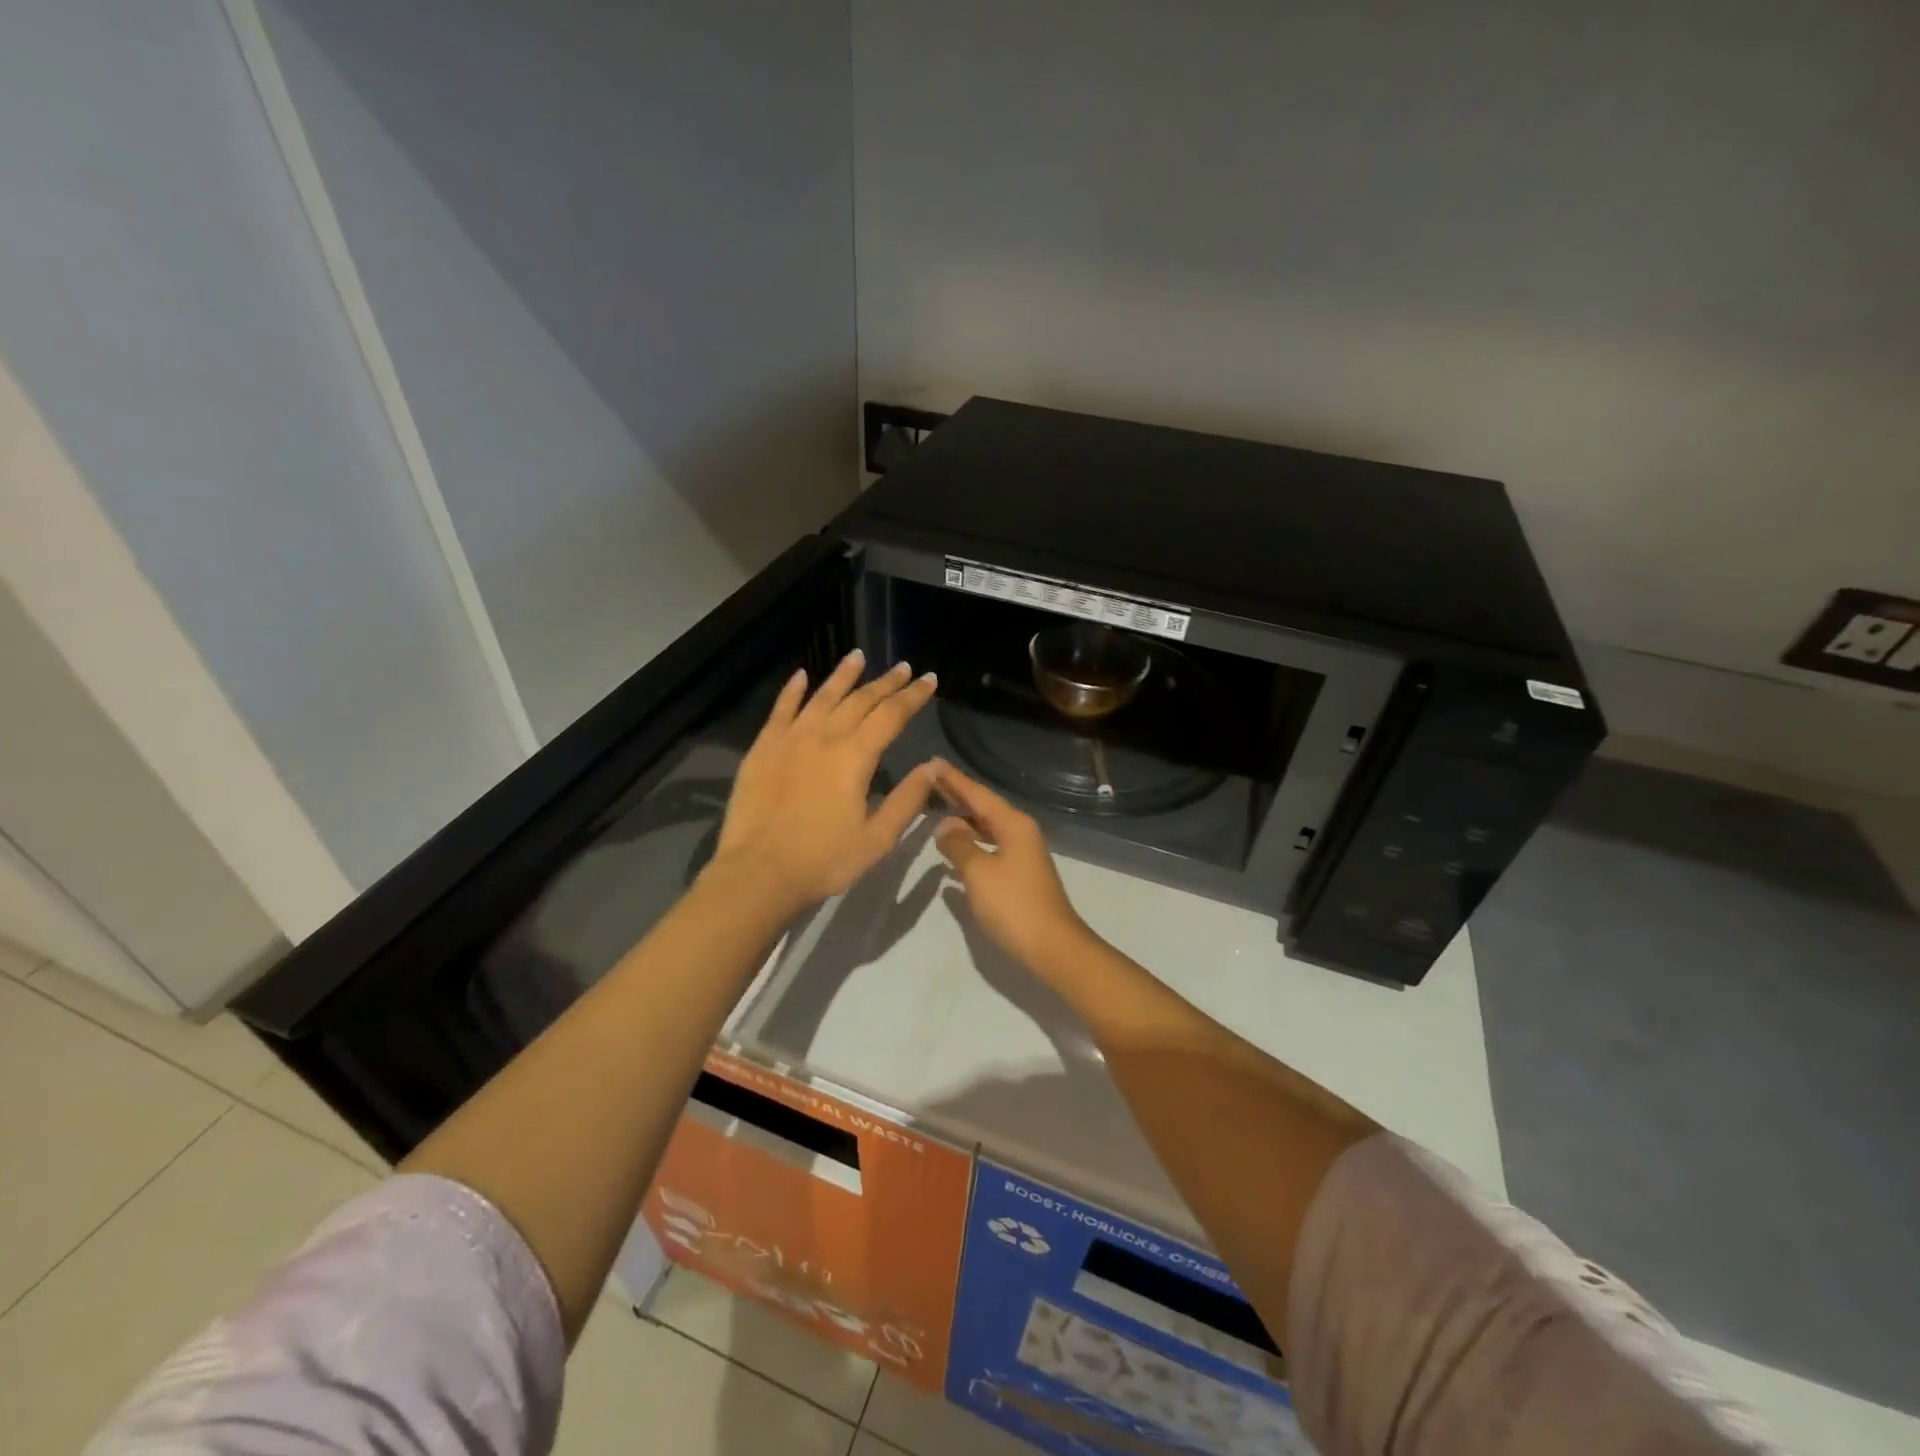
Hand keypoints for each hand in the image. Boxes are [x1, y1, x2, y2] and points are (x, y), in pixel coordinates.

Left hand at [710, 650, 937, 913]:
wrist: (758, 874)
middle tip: (903, 668)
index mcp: (855, 757)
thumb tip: (932, 768)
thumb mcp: (877, 839)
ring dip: (843, 675)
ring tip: (858, 657)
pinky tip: (801, 676)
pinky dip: (792, 690)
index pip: (891, 715)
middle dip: (886, 682)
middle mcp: (824, 737)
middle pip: (860, 700)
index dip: (913, 696)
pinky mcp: (762, 748)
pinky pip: (780, 709)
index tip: (929, 680)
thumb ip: (907, 800)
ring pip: (822, 696)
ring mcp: (789, 739)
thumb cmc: (824, 861)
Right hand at [930, 759, 1092, 975]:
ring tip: (937, 809)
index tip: (932, 762)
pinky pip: (989, 847)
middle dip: (958, 794)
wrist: (1052, 947)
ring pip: (987, 827)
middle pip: (984, 807)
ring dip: (963, 819)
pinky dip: (971, 842)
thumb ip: (959, 845)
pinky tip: (955, 848)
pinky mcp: (1019, 875)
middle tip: (930, 779)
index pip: (978, 794)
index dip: (954, 780)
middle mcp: (1020, 833)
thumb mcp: (979, 872)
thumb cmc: (1014, 905)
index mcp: (1013, 825)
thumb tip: (945, 825)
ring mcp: (1022, 854)